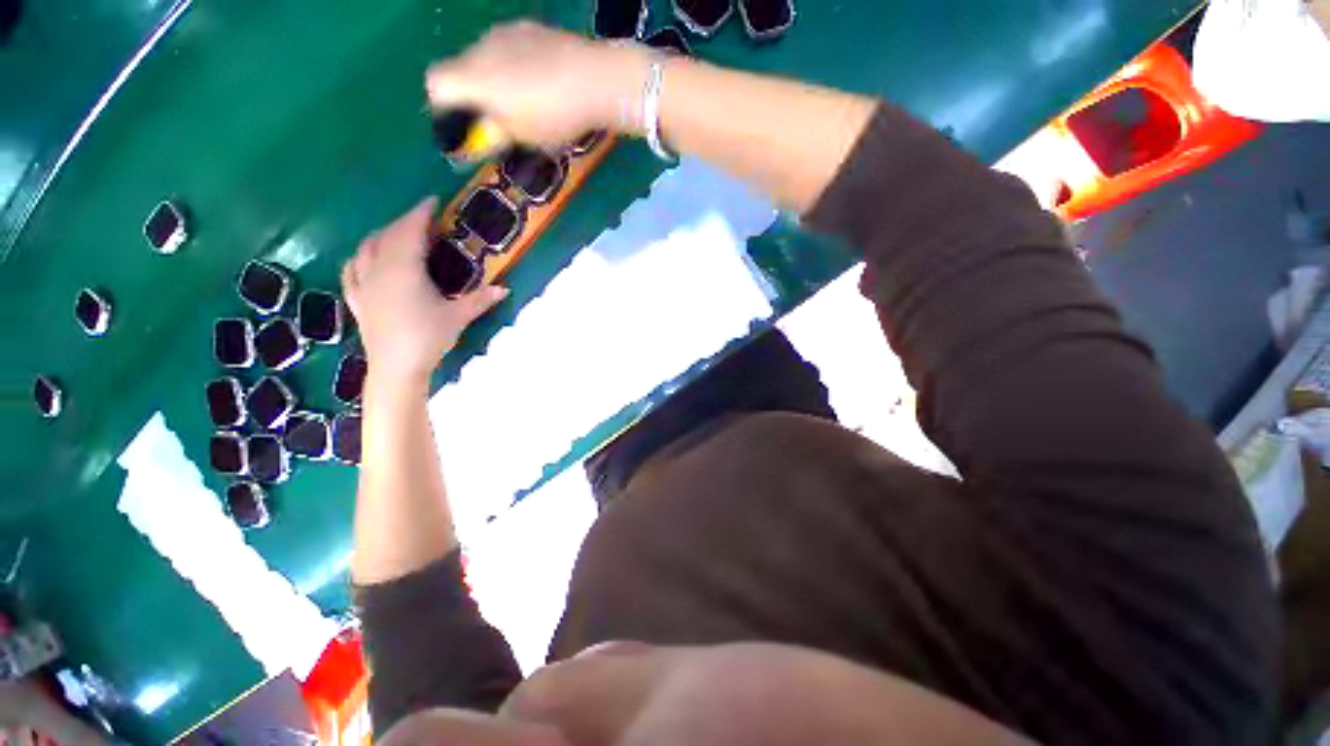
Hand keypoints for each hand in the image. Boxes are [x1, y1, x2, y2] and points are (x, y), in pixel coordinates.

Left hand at [341, 198, 507, 385]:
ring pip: (366, 249)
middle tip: (422, 221)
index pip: (410, 231)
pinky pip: (351, 270)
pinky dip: (360, 258)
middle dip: (404, 223)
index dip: (421, 213)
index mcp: (404, 269)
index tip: (432, 201)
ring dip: (381, 236)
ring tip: (396, 236)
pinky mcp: (357, 300)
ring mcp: (363, 284)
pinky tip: (364, 259)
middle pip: (388, 236)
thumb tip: (504, 289)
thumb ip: (480, 300)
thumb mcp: (458, 317)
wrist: (396, 367)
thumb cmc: (428, 338)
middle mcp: (379, 269)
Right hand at [425, 21, 651, 146]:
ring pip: (484, 57)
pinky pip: (507, 47)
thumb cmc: (555, 116)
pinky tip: (539, 79)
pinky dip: (512, 64)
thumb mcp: (523, 136)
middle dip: (472, 94)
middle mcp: (480, 48)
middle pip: (459, 68)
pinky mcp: (527, 27)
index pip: (435, 83)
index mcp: (474, 78)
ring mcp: (503, 33)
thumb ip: (492, 134)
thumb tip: (475, 138)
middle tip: (498, 119)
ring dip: (493, 78)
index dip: (443, 105)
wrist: (595, 79)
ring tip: (525, 100)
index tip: (464, 124)